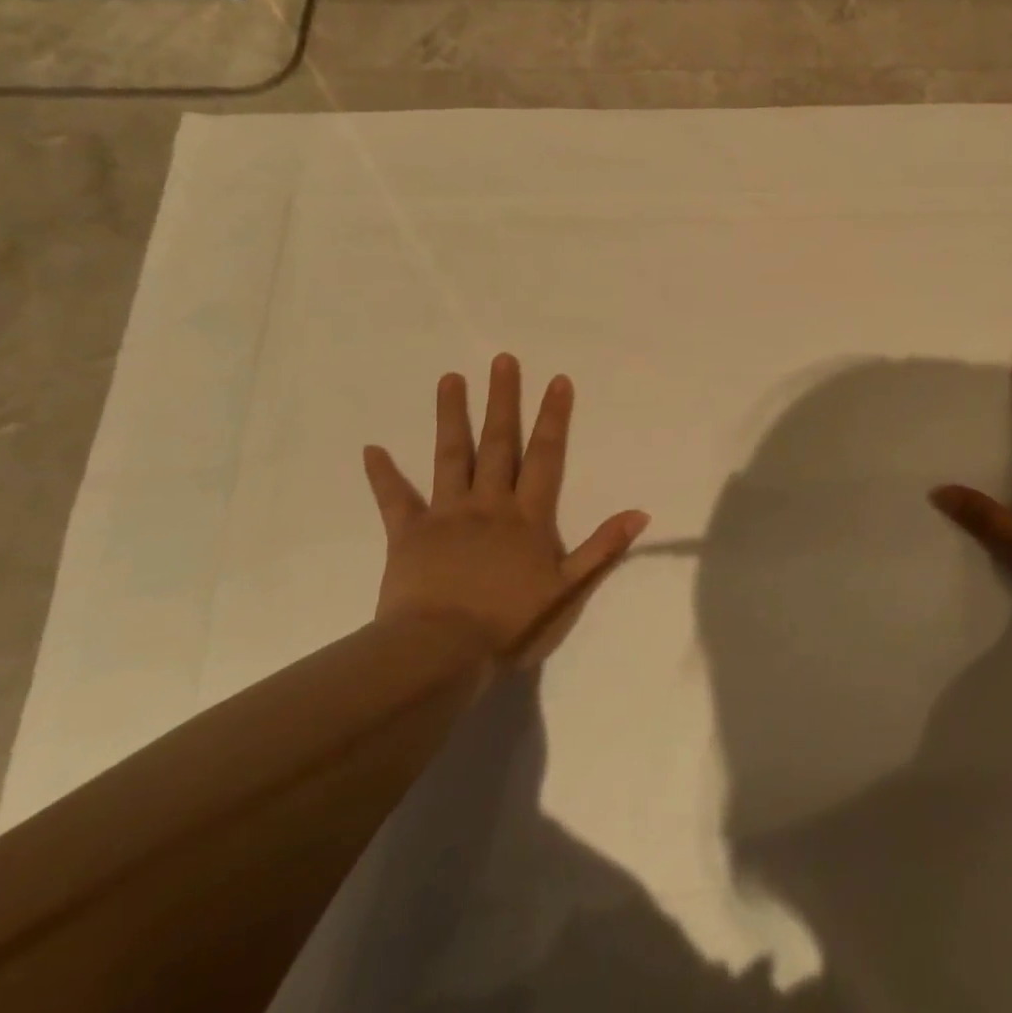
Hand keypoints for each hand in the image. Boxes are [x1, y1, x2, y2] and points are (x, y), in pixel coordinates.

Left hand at [363, 354, 648, 666]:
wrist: (442, 653)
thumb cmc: (510, 623)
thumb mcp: (568, 590)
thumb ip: (602, 548)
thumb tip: (640, 512)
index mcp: (527, 516)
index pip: (545, 456)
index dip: (553, 417)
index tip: (556, 380)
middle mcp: (488, 503)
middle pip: (498, 443)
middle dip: (503, 399)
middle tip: (502, 359)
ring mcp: (446, 515)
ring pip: (450, 457)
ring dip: (451, 417)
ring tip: (450, 379)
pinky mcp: (408, 534)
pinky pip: (394, 500)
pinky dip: (383, 475)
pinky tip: (371, 449)